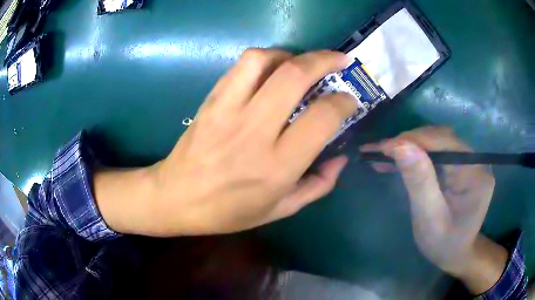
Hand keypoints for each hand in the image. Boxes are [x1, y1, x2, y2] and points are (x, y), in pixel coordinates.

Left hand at [96, 49, 356, 236]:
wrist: (176, 197)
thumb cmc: (228, 211)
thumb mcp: (280, 210)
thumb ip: (317, 185)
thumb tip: (341, 159)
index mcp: (278, 165)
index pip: (323, 117)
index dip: (344, 102)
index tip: (349, 100)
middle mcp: (255, 131)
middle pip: (295, 76)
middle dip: (325, 60)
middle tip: (340, 60)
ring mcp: (229, 111)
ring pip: (264, 61)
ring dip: (291, 54)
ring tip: (303, 63)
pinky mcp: (212, 101)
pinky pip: (241, 66)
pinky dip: (265, 58)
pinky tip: (273, 70)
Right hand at [361, 127, 506, 293]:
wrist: (455, 253)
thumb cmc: (443, 244)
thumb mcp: (429, 219)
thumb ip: (419, 182)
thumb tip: (400, 145)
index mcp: (475, 174)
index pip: (445, 143)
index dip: (414, 141)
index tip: (382, 148)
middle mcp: (475, 161)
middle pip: (440, 139)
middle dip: (409, 142)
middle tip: (379, 152)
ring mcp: (469, 161)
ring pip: (436, 142)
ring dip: (410, 146)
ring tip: (384, 154)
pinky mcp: (460, 165)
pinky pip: (437, 151)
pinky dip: (416, 154)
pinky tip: (399, 159)